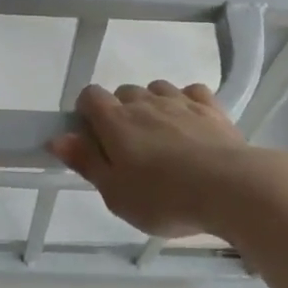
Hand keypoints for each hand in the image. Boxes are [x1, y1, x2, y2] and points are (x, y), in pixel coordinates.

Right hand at [47, 81, 265, 238]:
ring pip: (156, 90)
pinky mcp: (210, 107)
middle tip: (129, 151)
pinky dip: (186, 103)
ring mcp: (180, 101)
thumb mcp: (116, 193)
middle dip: (121, 113)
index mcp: (116, 121)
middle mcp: (145, 102)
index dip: (86, 113)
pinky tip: (191, 125)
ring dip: (153, 106)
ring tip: (162, 139)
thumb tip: (57, 138)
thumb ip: (86, 162)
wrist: (230, 187)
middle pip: (123, 93)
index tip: (93, 140)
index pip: (90, 95)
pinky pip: (191, 93)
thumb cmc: (164, 198)